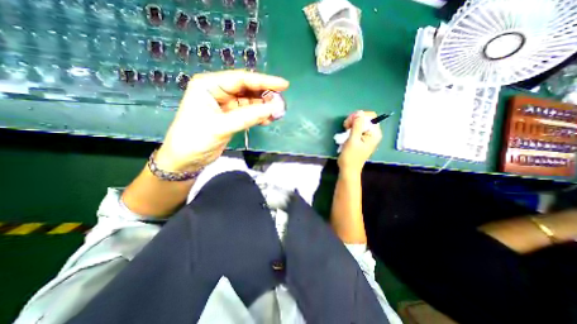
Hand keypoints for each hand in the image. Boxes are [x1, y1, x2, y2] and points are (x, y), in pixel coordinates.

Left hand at [155, 69, 288, 172]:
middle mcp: (218, 92)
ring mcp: (226, 105)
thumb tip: (273, 108)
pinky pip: (249, 113)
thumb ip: (248, 117)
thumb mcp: (221, 126)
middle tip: (281, 102)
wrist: (186, 160)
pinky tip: (267, 120)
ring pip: (250, 102)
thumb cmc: (195, 139)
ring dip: (263, 108)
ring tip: (277, 113)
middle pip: (247, 89)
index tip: (283, 85)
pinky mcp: (231, 117)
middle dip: (265, 95)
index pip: (241, 79)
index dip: (263, 81)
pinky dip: (259, 116)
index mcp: (209, 86)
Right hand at [340, 110, 381, 172]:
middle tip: (346, 126)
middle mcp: (373, 134)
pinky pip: (357, 129)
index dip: (359, 116)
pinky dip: (351, 129)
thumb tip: (359, 112)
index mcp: (374, 133)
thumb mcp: (353, 140)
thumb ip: (357, 125)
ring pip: (360, 123)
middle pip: (365, 119)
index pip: (370, 116)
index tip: (349, 122)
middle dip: (354, 120)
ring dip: (351, 125)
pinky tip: (346, 134)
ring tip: (345, 131)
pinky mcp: (361, 139)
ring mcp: (367, 137)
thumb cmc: (351, 156)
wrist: (348, 169)